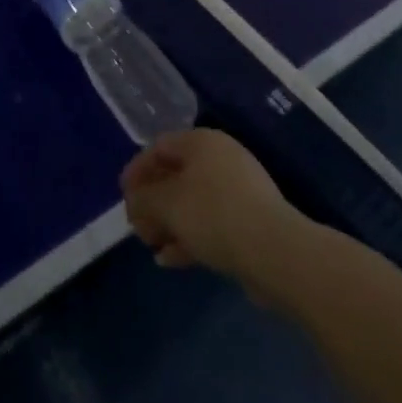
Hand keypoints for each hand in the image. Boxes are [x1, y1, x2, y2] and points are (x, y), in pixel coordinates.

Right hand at [120, 130, 311, 302]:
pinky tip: (171, 260)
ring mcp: (240, 193)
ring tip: (152, 246)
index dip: (136, 171)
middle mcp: (222, 160)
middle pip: (176, 176)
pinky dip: (190, 238)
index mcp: (202, 142)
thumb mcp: (165, 203)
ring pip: (193, 204)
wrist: (278, 255)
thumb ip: (142, 199)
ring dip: (169, 224)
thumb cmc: (214, 215)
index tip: (124, 197)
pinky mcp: (253, 224)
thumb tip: (135, 203)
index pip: (159, 147)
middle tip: (137, 226)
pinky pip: (212, 225)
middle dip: (153, 203)